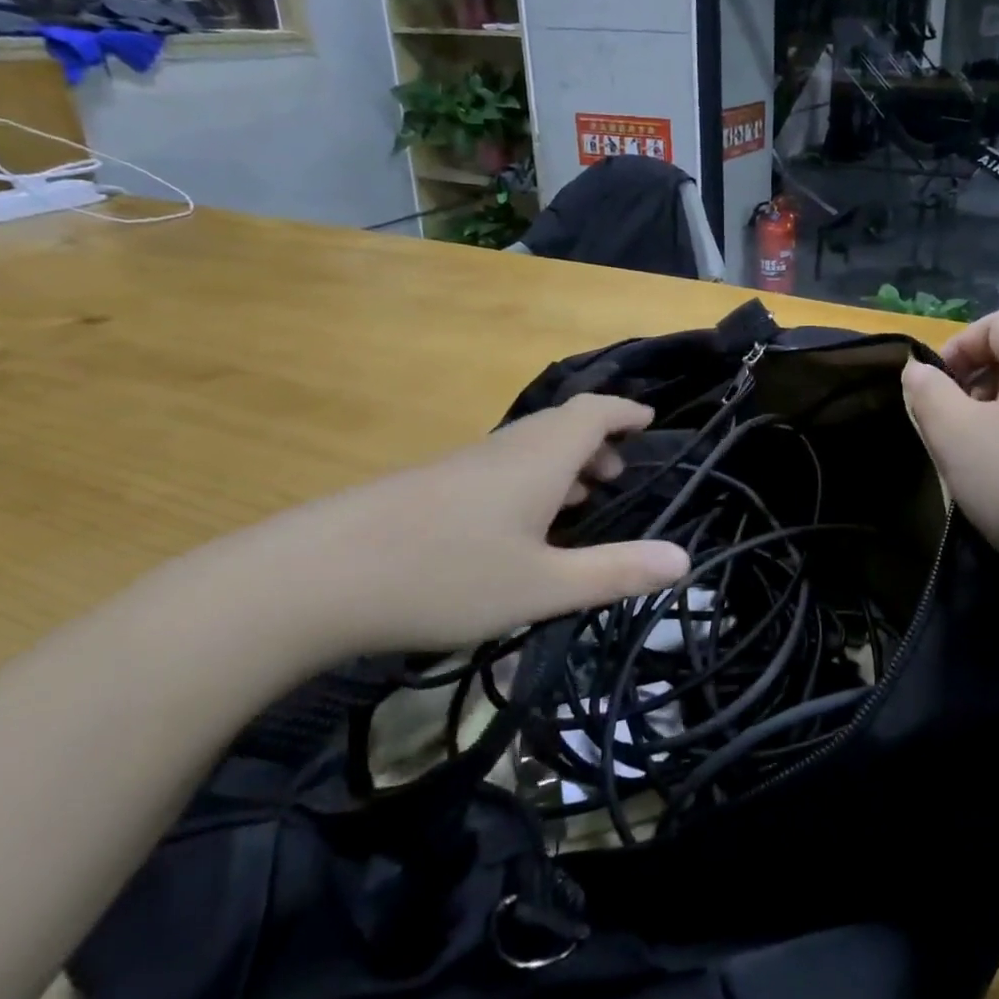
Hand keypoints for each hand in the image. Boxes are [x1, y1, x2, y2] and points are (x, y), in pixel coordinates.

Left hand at [215, 395, 691, 656]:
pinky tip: (518, 526)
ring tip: (579, 502)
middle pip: (561, 426)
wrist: (315, 577)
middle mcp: (504, 449)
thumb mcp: (542, 586)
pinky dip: (528, 481)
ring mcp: (462, 466)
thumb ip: (615, 573)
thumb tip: (683, 562)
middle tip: (619, 475)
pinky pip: (498, 468)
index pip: (594, 412)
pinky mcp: (430, 488)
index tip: (649, 422)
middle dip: (598, 443)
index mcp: (539, 457)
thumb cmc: (445, 575)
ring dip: (562, 464)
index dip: (625, 413)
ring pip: (527, 449)